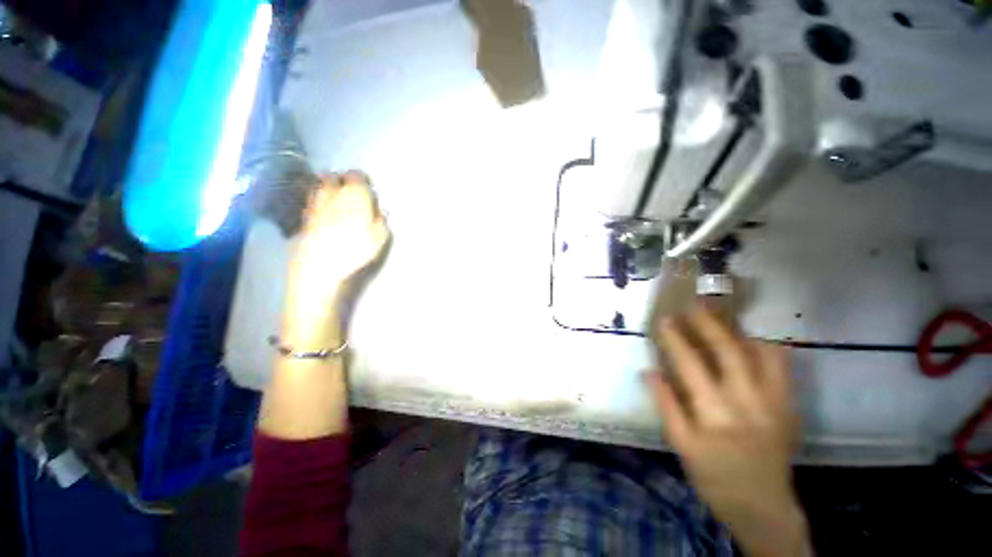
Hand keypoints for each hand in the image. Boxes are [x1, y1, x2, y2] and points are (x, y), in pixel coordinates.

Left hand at [283, 172, 389, 347]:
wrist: (321, 265)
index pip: (357, 176)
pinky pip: (313, 200)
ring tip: (337, 198)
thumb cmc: (356, 250)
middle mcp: (333, 193)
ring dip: (329, 187)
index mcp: (355, 195)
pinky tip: (325, 210)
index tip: (368, 189)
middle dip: (343, 180)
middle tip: (352, 192)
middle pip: (335, 177)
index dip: (363, 180)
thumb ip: (381, 220)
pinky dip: (319, 199)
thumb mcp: (380, 237)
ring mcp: (316, 203)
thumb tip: (380, 210)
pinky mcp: (305, 216)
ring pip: (321, 186)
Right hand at [644, 306, 807, 556]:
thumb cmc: (714, 477)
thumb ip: (665, 405)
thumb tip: (648, 371)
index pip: (690, 365)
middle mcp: (747, 404)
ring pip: (759, 354)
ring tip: (719, 315)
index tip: (664, 320)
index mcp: (714, 415)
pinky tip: (752, 341)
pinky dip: (767, 347)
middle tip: (692, 306)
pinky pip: (782, 367)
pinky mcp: (790, 407)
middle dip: (706, 324)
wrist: (763, 505)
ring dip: (736, 330)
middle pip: (727, 352)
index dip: (675, 339)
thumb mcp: (680, 446)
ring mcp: (774, 403)